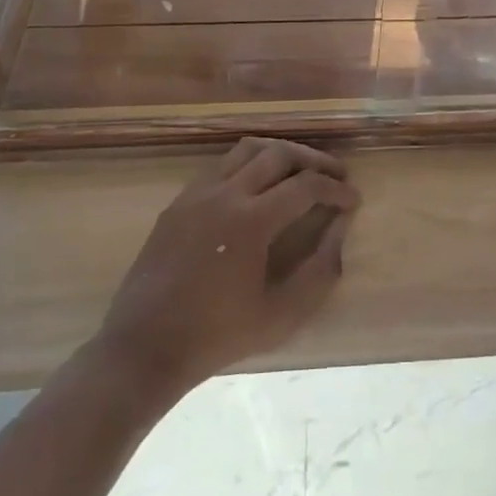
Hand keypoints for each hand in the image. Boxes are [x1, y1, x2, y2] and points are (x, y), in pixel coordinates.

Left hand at [92, 137, 359, 400]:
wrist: (143, 347)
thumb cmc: (216, 336)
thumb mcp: (280, 317)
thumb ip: (319, 272)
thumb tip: (340, 230)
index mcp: (251, 221)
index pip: (306, 186)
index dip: (335, 188)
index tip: (353, 199)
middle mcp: (226, 194)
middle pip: (280, 153)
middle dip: (314, 160)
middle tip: (335, 174)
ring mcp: (198, 192)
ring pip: (248, 148)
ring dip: (281, 152)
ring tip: (300, 169)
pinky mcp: (180, 200)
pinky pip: (222, 165)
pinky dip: (249, 163)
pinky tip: (258, 184)